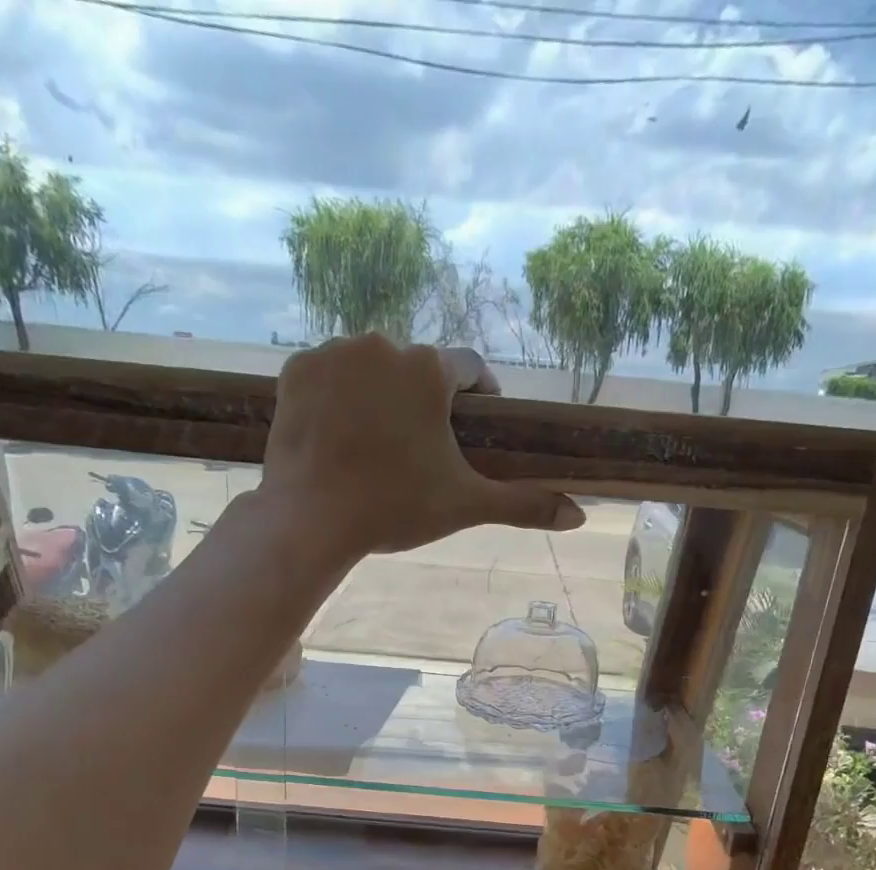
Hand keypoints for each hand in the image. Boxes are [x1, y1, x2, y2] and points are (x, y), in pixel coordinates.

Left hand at [263, 335, 584, 556]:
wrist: (311, 520)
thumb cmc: (396, 508)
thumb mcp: (466, 505)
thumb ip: (524, 503)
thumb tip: (580, 516)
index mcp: (430, 368)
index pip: (470, 370)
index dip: (477, 398)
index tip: (474, 426)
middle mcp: (383, 343)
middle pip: (416, 369)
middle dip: (423, 401)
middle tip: (418, 449)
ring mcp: (333, 352)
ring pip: (370, 368)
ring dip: (379, 395)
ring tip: (376, 444)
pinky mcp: (296, 371)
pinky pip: (328, 376)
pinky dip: (337, 398)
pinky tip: (339, 435)